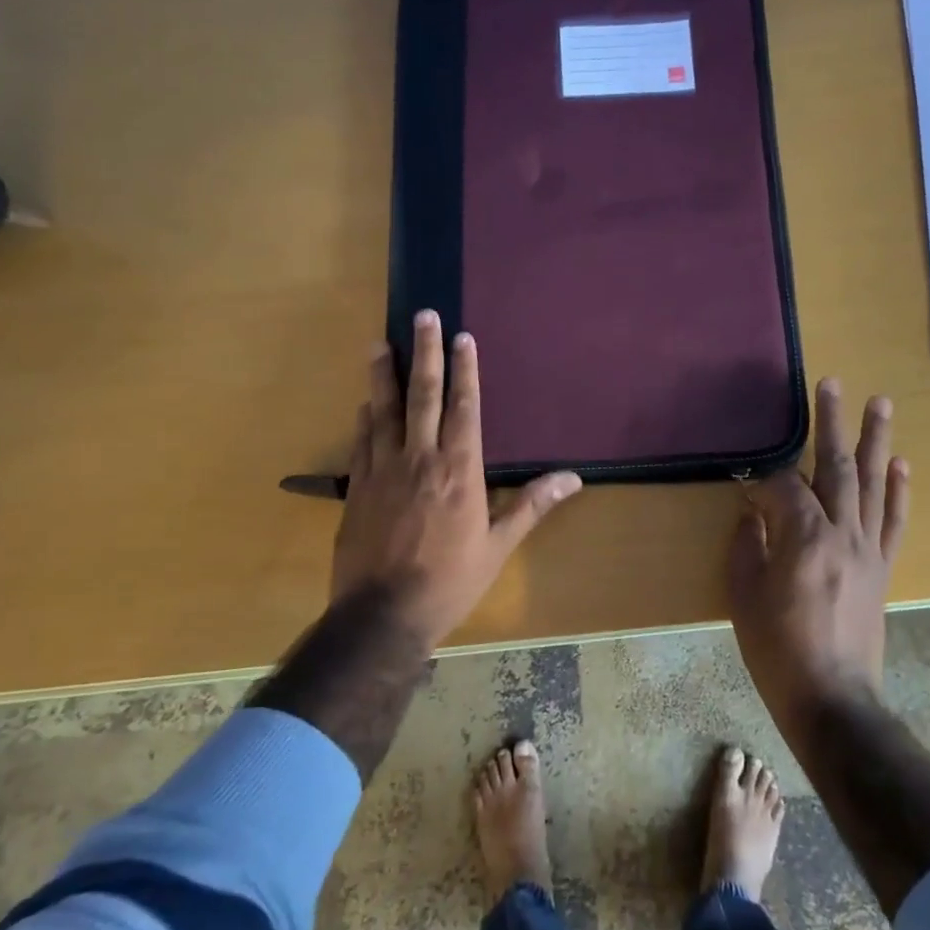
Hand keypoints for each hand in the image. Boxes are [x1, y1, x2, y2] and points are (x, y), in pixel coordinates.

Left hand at [331, 309, 582, 647]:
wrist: (383, 614)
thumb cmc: (450, 581)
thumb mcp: (498, 546)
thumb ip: (531, 505)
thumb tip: (572, 478)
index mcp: (460, 470)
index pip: (464, 407)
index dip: (465, 370)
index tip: (462, 337)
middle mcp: (420, 459)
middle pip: (422, 395)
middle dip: (424, 352)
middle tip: (423, 316)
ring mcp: (383, 470)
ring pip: (384, 411)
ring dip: (383, 375)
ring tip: (380, 343)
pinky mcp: (357, 488)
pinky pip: (362, 442)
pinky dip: (365, 418)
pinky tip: (365, 403)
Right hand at [727, 378, 908, 724]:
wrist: (831, 698)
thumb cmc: (777, 649)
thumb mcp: (744, 596)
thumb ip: (748, 545)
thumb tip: (752, 512)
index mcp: (804, 538)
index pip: (785, 487)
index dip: (763, 480)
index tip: (746, 485)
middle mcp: (843, 533)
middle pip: (837, 467)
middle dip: (832, 423)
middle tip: (832, 382)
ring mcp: (868, 549)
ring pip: (873, 484)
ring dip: (876, 441)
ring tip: (880, 403)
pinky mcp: (883, 568)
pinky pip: (894, 521)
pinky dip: (899, 491)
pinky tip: (901, 465)